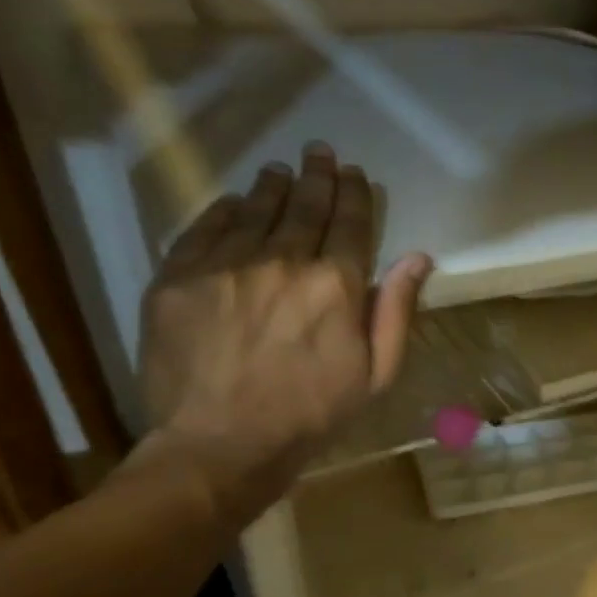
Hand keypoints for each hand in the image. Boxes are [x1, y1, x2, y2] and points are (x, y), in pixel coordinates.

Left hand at [133, 142, 431, 528]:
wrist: (221, 444)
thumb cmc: (313, 414)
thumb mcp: (377, 374)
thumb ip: (397, 311)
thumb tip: (418, 257)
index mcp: (336, 284)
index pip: (351, 223)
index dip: (355, 194)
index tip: (354, 173)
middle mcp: (283, 260)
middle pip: (304, 207)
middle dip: (316, 176)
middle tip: (319, 152)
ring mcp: (225, 265)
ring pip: (254, 210)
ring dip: (272, 187)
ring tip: (280, 170)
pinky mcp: (177, 277)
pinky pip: (204, 229)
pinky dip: (223, 210)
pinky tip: (233, 202)